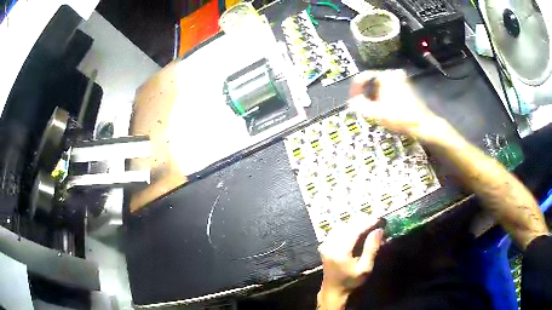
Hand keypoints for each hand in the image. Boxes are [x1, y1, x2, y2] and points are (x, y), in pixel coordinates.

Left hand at [318, 218, 383, 302]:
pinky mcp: (325, 244)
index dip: (368, 222)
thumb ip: (371, 248)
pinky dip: (348, 227)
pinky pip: (338, 230)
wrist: (333, 290)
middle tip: (376, 220)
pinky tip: (357, 229)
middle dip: (363, 221)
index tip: (379, 219)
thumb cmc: (351, 281)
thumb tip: (378, 230)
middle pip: (348, 225)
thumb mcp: (365, 268)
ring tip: (369, 224)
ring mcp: (325, 244)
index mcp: (340, 251)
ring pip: (342, 226)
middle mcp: (330, 245)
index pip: (355, 230)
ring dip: (356, 223)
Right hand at [348, 70, 452, 143]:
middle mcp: (392, 74)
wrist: (422, 124)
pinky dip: (384, 96)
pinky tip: (385, 108)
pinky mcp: (406, 87)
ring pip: (381, 86)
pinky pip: (389, 89)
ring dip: (375, 96)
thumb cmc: (399, 117)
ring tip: (374, 109)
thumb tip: (351, 101)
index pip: (363, 77)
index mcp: (384, 76)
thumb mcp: (376, 113)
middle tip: (364, 106)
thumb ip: (360, 105)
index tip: (352, 99)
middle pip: (372, 82)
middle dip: (366, 93)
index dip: (355, 88)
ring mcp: (400, 80)